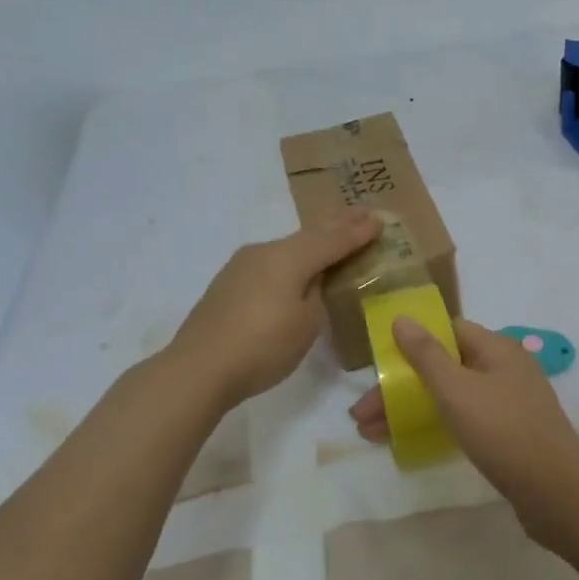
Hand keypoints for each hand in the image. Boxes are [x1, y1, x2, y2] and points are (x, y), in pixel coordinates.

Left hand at [169, 210, 381, 408]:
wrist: (199, 368)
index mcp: (289, 258)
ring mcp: (242, 265)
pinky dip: (292, 258)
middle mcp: (265, 252)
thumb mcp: (306, 323)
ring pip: (288, 247)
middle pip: (309, 235)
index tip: (379, 219)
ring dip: (314, 240)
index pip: (333, 240)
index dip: (357, 232)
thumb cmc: (263, 346)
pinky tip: (296, 265)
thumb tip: (312, 279)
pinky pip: (271, 261)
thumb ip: (316, 294)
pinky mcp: (228, 283)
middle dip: (337, 224)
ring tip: (334, 235)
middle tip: (362, 212)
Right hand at [349, 316, 578, 536]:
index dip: (411, 342)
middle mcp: (505, 368)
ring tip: (372, 434)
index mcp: (496, 347)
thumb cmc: (503, 431)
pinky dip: (437, 425)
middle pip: (444, 366)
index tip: (380, 364)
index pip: (447, 331)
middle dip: (402, 388)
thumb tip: (401, 317)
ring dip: (413, 409)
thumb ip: (426, 354)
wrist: (558, 492)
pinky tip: (411, 442)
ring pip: (452, 396)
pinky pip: (466, 419)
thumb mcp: (457, 389)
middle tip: (362, 415)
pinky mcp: (511, 433)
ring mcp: (510, 402)